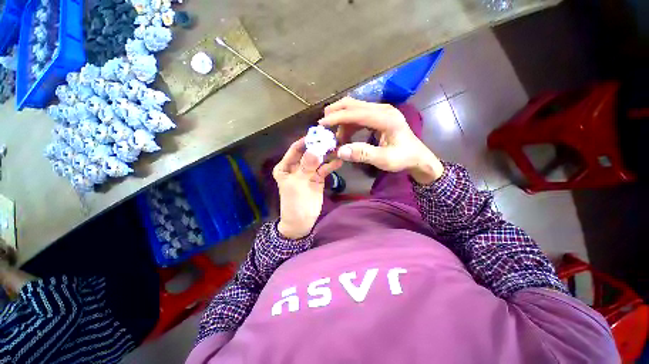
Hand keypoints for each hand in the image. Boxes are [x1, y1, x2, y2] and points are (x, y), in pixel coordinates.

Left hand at [273, 137, 342, 238]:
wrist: (301, 222)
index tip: (318, 134)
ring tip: (338, 148)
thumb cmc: (294, 203)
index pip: (295, 149)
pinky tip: (339, 162)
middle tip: (331, 140)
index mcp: (285, 166)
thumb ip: (307, 166)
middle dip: (319, 147)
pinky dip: (331, 165)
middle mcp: (296, 167)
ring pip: (318, 160)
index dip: (306, 141)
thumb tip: (315, 150)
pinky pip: (324, 169)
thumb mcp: (298, 184)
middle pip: (308, 153)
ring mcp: (308, 172)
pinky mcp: (317, 178)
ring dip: (327, 155)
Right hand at [319, 97, 443, 183]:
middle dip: (336, 112)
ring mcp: (381, 111)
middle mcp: (383, 110)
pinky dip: (348, 124)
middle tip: (323, 124)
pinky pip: (359, 115)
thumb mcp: (384, 160)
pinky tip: (345, 136)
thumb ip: (363, 154)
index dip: (338, 117)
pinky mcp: (378, 116)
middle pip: (354, 104)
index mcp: (386, 118)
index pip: (357, 113)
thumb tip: (340, 151)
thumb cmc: (403, 158)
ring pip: (354, 108)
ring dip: (341, 120)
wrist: (417, 156)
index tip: (322, 124)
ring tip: (335, 137)